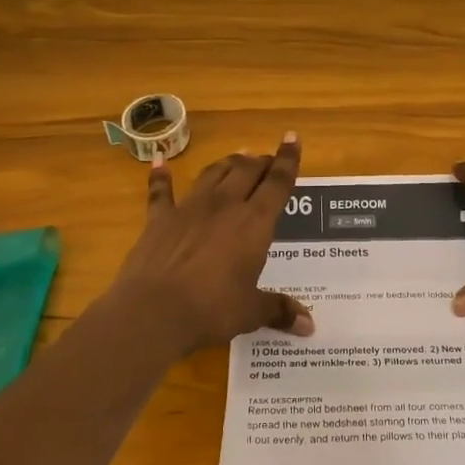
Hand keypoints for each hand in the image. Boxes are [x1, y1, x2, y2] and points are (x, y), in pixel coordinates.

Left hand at [108, 134, 314, 353]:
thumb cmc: (212, 309)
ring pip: (213, 173)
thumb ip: (280, 311)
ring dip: (227, 163)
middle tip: (267, 160)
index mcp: (254, 223)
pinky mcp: (159, 218)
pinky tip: (160, 161)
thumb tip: (310, 326)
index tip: (291, 138)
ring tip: (237, 158)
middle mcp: (225, 205)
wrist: (154, 311)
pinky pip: (161, 191)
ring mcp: (189, 208)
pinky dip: (161, 176)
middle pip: (246, 171)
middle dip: (260, 162)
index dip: (288, 160)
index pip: (278, 183)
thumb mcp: (251, 312)